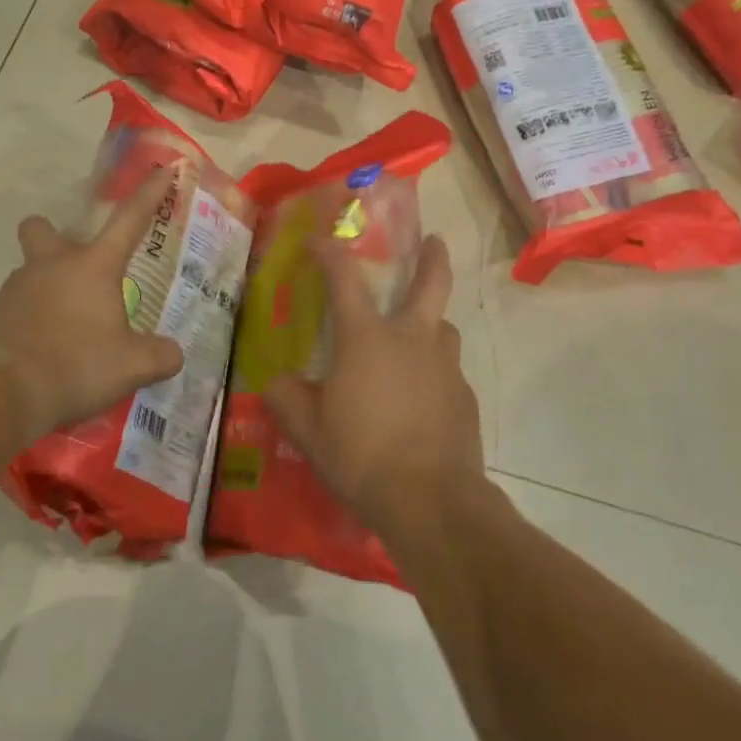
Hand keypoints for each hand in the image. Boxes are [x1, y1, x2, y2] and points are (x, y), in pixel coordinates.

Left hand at [0, 166, 185, 442]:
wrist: (3, 394)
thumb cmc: (77, 366)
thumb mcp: (132, 366)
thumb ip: (160, 356)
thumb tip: (173, 354)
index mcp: (93, 266)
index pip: (130, 220)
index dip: (150, 194)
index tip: (163, 169)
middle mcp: (52, 265)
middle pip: (44, 229)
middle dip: (56, 237)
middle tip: (77, 268)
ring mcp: (17, 288)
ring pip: (30, 271)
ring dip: (48, 288)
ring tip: (68, 330)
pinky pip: (18, 307)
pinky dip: (32, 321)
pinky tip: (45, 351)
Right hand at [264, 233, 483, 536]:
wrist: (431, 501)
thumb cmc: (361, 455)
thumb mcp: (307, 430)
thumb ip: (286, 399)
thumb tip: (276, 382)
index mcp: (366, 338)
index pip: (344, 278)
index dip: (329, 252)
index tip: (318, 240)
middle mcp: (411, 340)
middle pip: (431, 283)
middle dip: (433, 257)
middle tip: (434, 241)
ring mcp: (444, 367)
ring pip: (444, 328)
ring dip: (432, 322)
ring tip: (419, 337)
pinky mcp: (465, 398)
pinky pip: (449, 371)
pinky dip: (435, 372)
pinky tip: (424, 398)